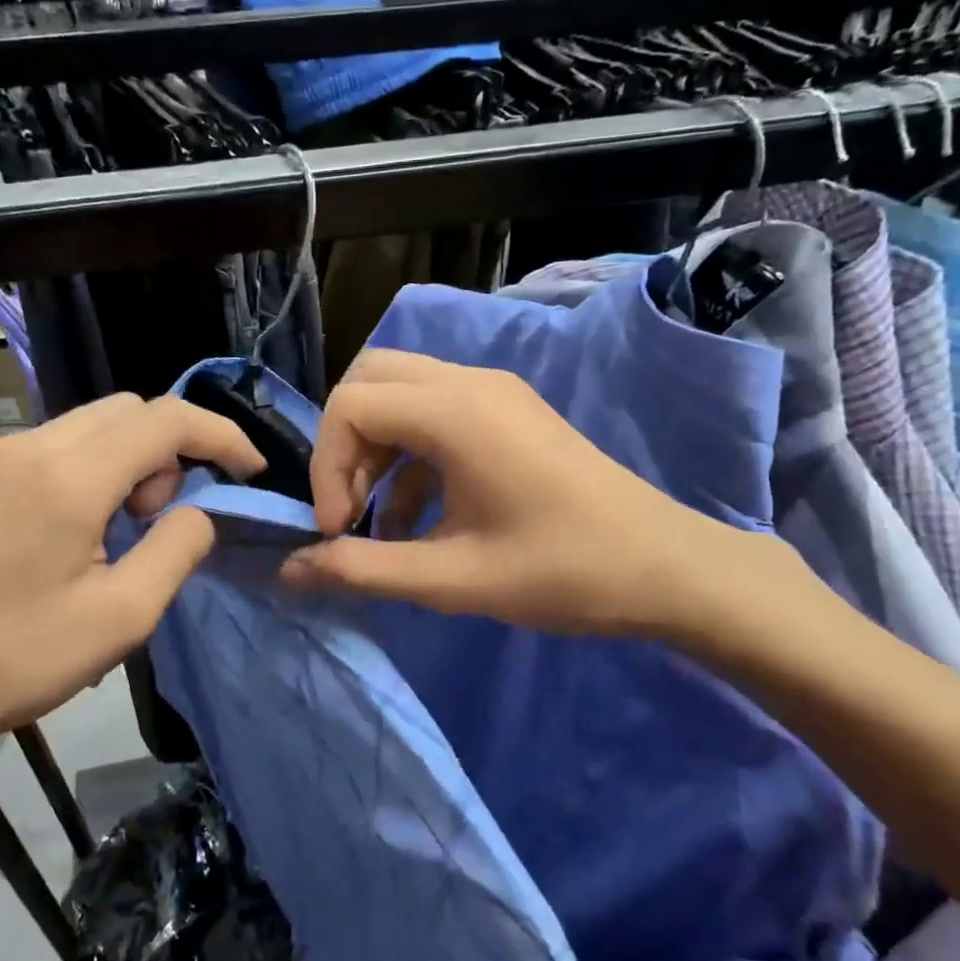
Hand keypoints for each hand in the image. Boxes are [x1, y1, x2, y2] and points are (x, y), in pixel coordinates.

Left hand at [0, 393, 263, 803]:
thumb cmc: (15, 660)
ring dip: (124, 460)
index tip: (248, 469)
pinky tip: (64, 531)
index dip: (220, 436)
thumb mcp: (122, 617)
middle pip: (126, 410)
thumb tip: (200, 509)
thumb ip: (178, 548)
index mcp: (69, 477)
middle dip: (167, 451)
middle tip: (161, 519)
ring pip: (84, 425)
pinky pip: (43, 448)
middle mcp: (26, 446)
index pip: (166, 420)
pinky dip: (81, 468)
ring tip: (113, 530)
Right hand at [281, 350, 744, 640]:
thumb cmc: (564, 573)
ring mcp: (494, 394)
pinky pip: (433, 415)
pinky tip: (412, 520)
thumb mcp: (453, 580)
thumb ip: (363, 570)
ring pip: (400, 394)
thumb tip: (291, 571)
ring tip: (374, 522)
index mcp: (456, 412)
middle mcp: (470, 383)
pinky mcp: (507, 414)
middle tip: (348, 509)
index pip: (350, 404)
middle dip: (343, 445)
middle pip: (370, 381)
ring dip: (373, 451)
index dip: (327, 466)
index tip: (339, 529)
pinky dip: (408, 458)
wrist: (669, 569)